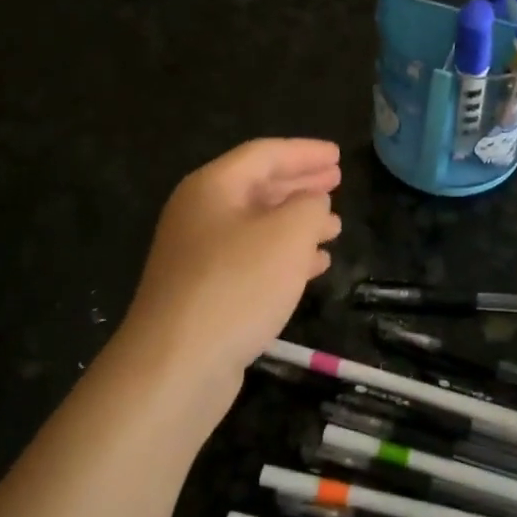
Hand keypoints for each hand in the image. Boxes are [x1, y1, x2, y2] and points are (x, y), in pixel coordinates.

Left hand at [120, 139, 341, 405]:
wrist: (177, 364)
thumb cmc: (237, 285)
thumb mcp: (288, 235)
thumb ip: (309, 206)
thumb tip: (312, 203)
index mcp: (213, 187)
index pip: (264, 154)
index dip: (305, 152)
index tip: (339, 155)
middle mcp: (201, 214)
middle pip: (258, 187)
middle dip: (300, 184)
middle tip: (337, 182)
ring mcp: (200, 256)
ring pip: (258, 226)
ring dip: (298, 223)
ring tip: (335, 227)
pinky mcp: (206, 292)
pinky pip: (253, 260)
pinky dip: (285, 257)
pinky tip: (314, 266)